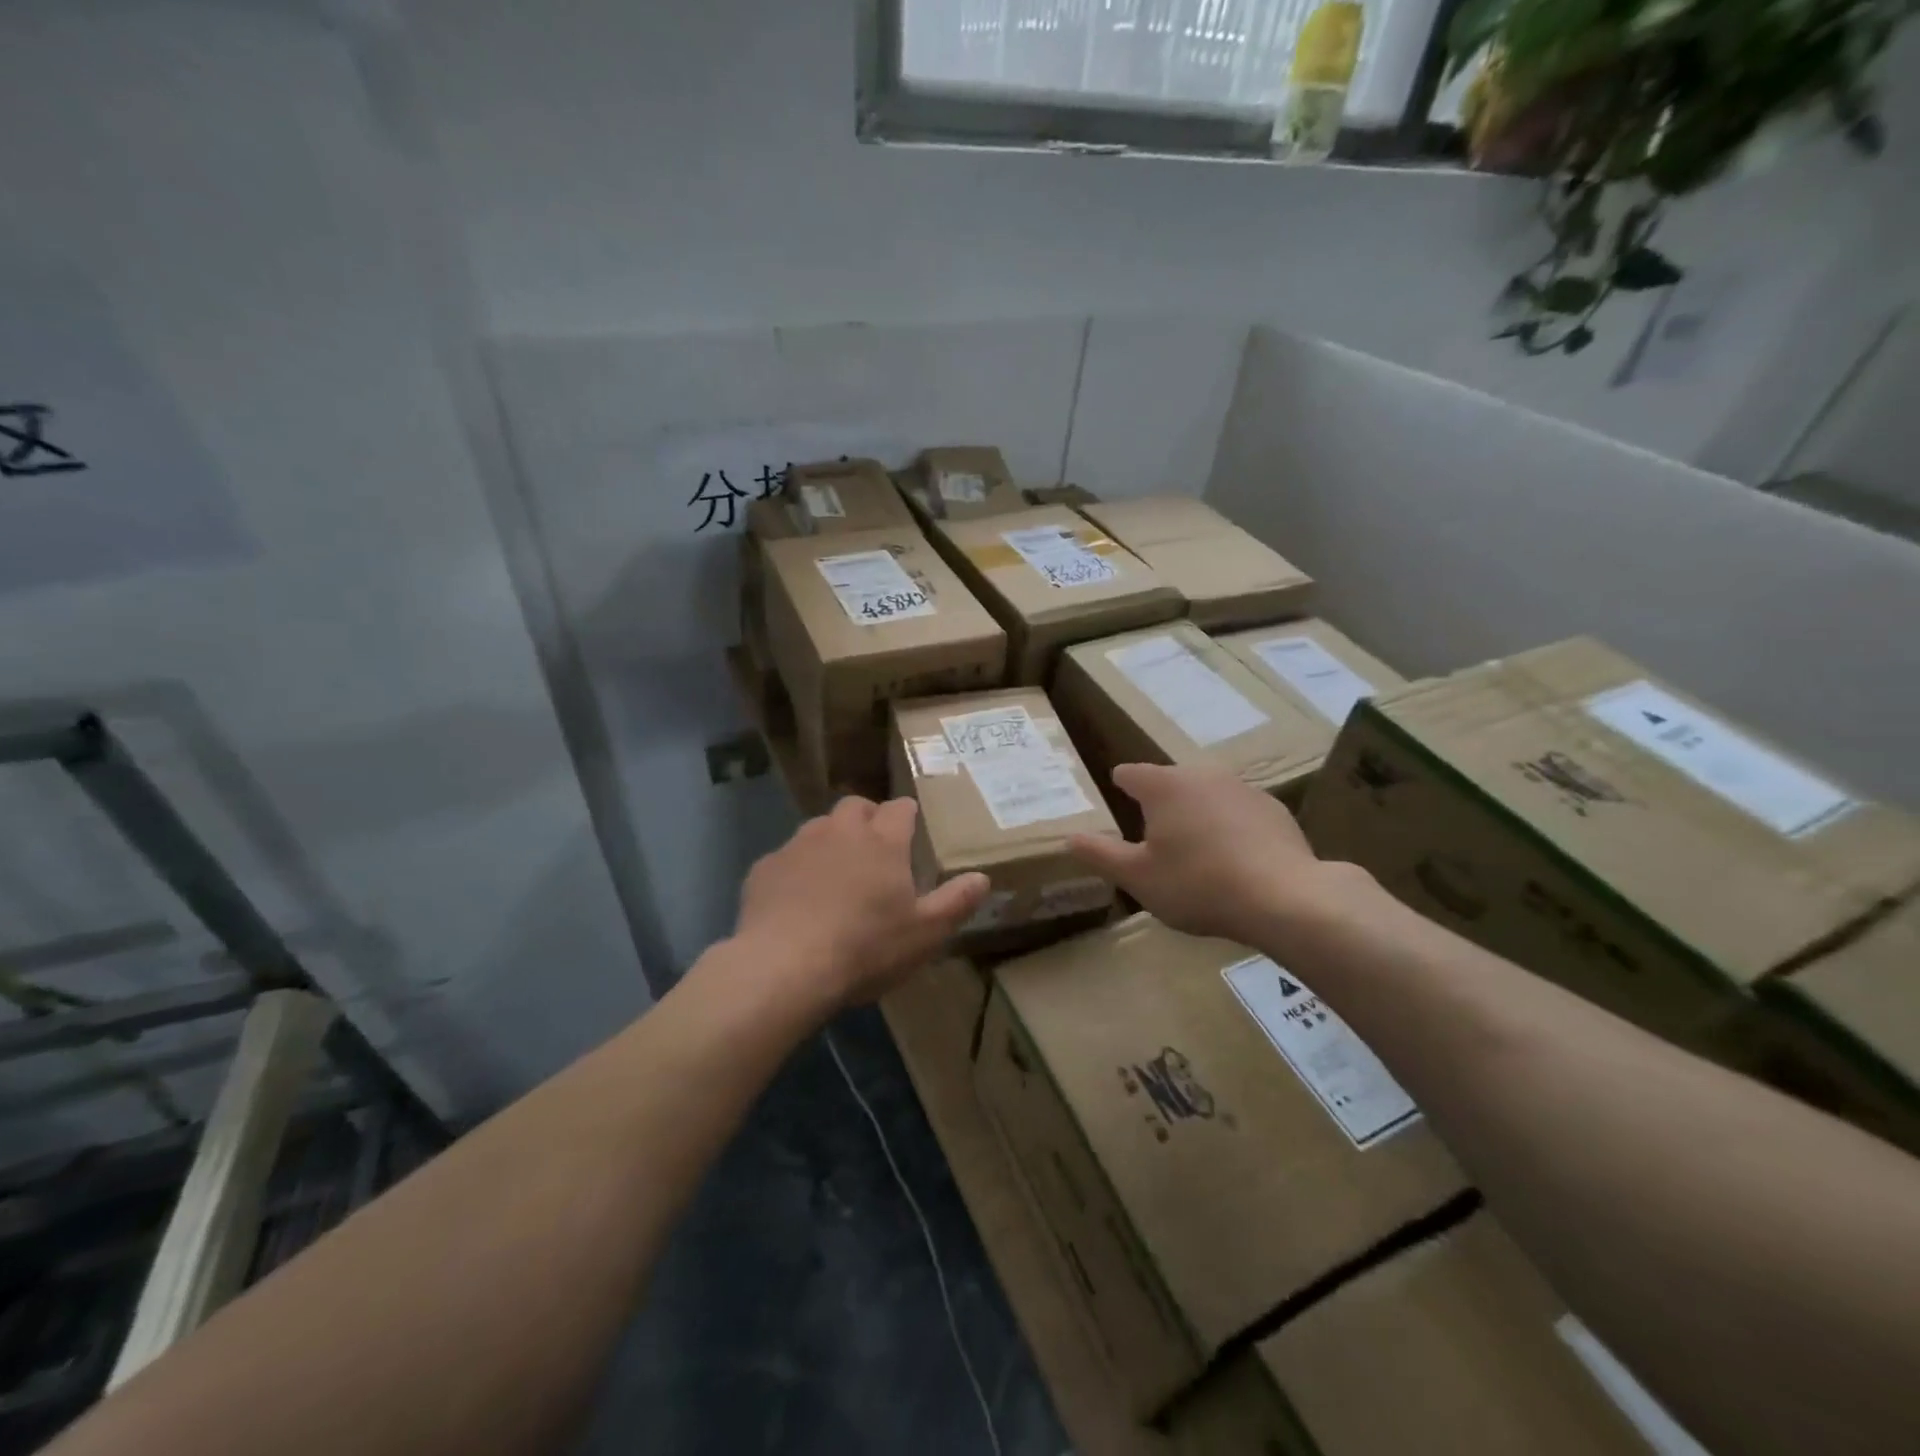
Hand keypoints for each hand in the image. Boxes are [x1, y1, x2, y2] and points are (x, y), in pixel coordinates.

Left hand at [733, 796, 989, 1009]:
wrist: (784, 967)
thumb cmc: (865, 948)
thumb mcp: (924, 934)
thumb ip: (956, 902)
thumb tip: (982, 878)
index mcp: (882, 841)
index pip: (900, 808)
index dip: (907, 815)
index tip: (911, 829)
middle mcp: (840, 830)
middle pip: (856, 806)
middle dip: (867, 818)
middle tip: (874, 849)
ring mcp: (798, 845)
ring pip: (819, 827)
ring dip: (831, 840)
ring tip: (835, 874)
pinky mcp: (765, 868)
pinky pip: (786, 857)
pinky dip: (797, 869)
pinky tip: (797, 900)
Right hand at [1067, 762, 1359, 947]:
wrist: (1284, 897)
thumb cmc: (1197, 884)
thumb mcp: (1138, 877)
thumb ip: (1100, 855)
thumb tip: (1069, 838)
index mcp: (1164, 786)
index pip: (1130, 774)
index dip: (1120, 786)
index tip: (1117, 799)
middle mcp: (1202, 775)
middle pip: (1170, 782)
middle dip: (1160, 803)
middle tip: (1154, 837)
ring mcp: (1242, 789)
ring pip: (1207, 794)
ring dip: (1197, 813)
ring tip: (1195, 851)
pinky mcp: (1274, 809)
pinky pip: (1239, 812)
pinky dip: (1230, 827)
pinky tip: (1235, 859)